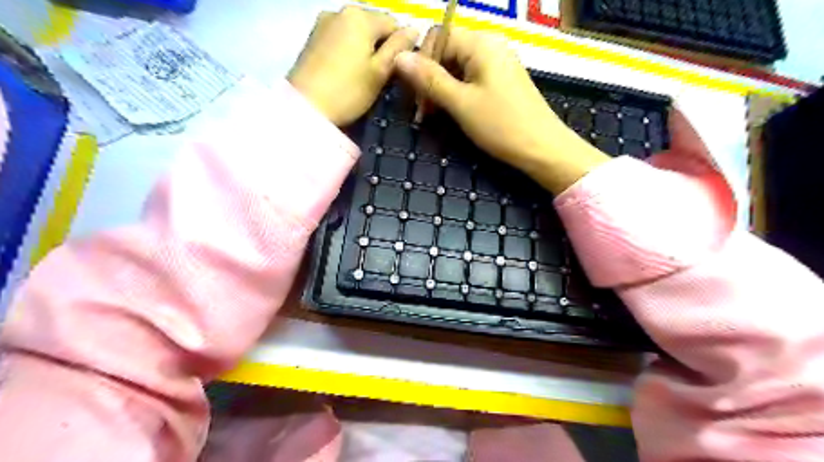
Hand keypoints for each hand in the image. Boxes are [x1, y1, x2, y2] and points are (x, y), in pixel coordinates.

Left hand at [288, 8, 418, 126]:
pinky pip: (340, 39)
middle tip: (381, 77)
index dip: (401, 47)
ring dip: (365, 49)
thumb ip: (399, 48)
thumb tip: (414, 30)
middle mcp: (341, 11)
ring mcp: (323, 22)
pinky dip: (349, 51)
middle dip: (381, 47)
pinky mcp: (312, 37)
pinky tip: (346, 72)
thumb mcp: (380, 72)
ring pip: (356, 33)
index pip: (394, 24)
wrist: (304, 107)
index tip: (397, 71)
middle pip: (374, 26)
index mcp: (360, 16)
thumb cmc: (348, 91)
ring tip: (363, 76)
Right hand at [395, 27, 606, 191]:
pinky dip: (456, 93)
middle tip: (423, 112)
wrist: (543, 149)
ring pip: (457, 67)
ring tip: (434, 115)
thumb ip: (429, 79)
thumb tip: (399, 57)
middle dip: (429, 79)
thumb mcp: (460, 103)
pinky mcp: (501, 80)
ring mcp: (498, 63)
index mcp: (481, 44)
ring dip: (441, 89)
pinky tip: (452, 112)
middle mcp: (490, 46)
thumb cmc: (501, 125)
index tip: (414, 95)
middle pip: (447, 51)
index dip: (421, 63)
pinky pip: (470, 78)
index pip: (438, 37)